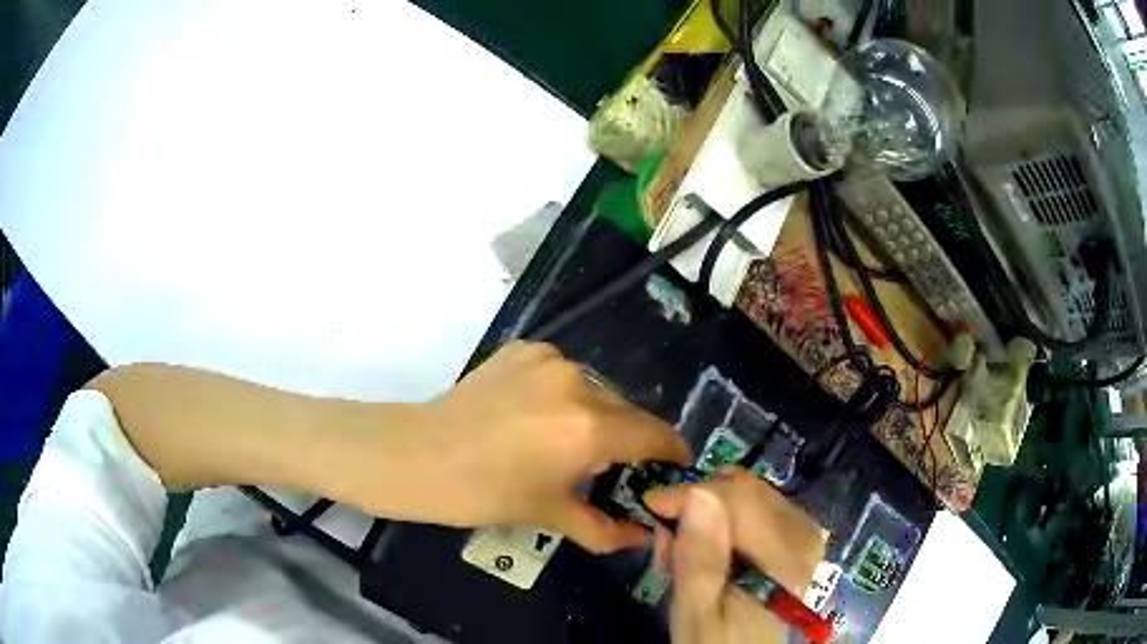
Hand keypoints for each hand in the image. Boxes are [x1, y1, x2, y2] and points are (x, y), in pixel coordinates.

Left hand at [385, 341, 689, 552]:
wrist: (417, 455)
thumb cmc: (484, 494)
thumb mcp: (549, 516)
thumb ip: (605, 528)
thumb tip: (642, 536)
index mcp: (589, 429)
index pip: (655, 434)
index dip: (672, 453)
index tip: (672, 468)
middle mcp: (578, 383)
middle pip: (627, 411)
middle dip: (630, 440)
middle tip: (614, 467)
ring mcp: (548, 359)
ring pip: (596, 390)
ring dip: (596, 416)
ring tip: (567, 443)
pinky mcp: (524, 349)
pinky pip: (563, 374)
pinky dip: (564, 395)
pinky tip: (536, 417)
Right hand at [645, 470, 825, 643]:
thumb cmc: (717, 643)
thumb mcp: (697, 612)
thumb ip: (700, 558)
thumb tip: (697, 493)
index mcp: (786, 557)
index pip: (740, 499)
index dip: (691, 493)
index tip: (651, 505)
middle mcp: (804, 535)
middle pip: (746, 490)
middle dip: (698, 504)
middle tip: (666, 539)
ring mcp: (802, 534)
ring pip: (749, 494)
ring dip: (708, 512)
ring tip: (682, 550)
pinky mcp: (794, 539)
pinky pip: (756, 507)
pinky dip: (723, 520)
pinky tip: (707, 547)